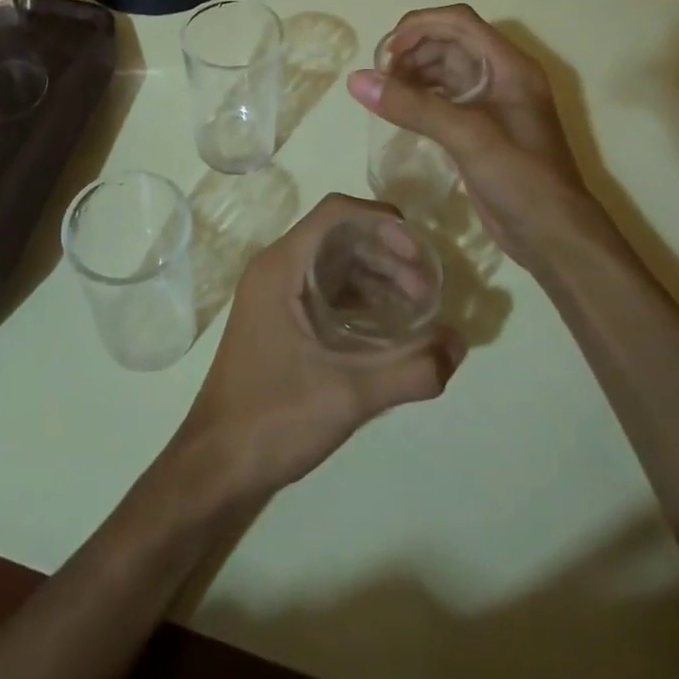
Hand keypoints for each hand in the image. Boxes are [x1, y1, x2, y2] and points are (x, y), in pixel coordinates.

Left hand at [176, 194, 464, 501]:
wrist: (217, 464)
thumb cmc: (274, 418)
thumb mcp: (349, 394)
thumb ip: (411, 368)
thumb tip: (461, 343)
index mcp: (281, 266)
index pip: (336, 213)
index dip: (382, 222)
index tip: (420, 255)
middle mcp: (276, 269)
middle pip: (340, 237)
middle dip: (388, 254)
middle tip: (428, 291)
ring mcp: (275, 295)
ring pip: (334, 264)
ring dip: (377, 277)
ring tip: (418, 309)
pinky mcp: (280, 320)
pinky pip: (326, 291)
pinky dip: (360, 299)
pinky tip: (390, 328)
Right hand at [348, 5, 603, 278]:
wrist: (554, 237)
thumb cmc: (521, 179)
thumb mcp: (467, 137)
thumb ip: (413, 106)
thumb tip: (357, 79)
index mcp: (509, 66)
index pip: (459, 22)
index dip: (419, 26)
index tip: (386, 53)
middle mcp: (501, 77)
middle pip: (449, 43)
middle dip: (412, 52)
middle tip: (381, 79)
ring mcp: (492, 104)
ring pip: (444, 70)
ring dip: (413, 74)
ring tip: (385, 95)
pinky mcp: (481, 129)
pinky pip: (444, 98)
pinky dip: (420, 98)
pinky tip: (400, 113)